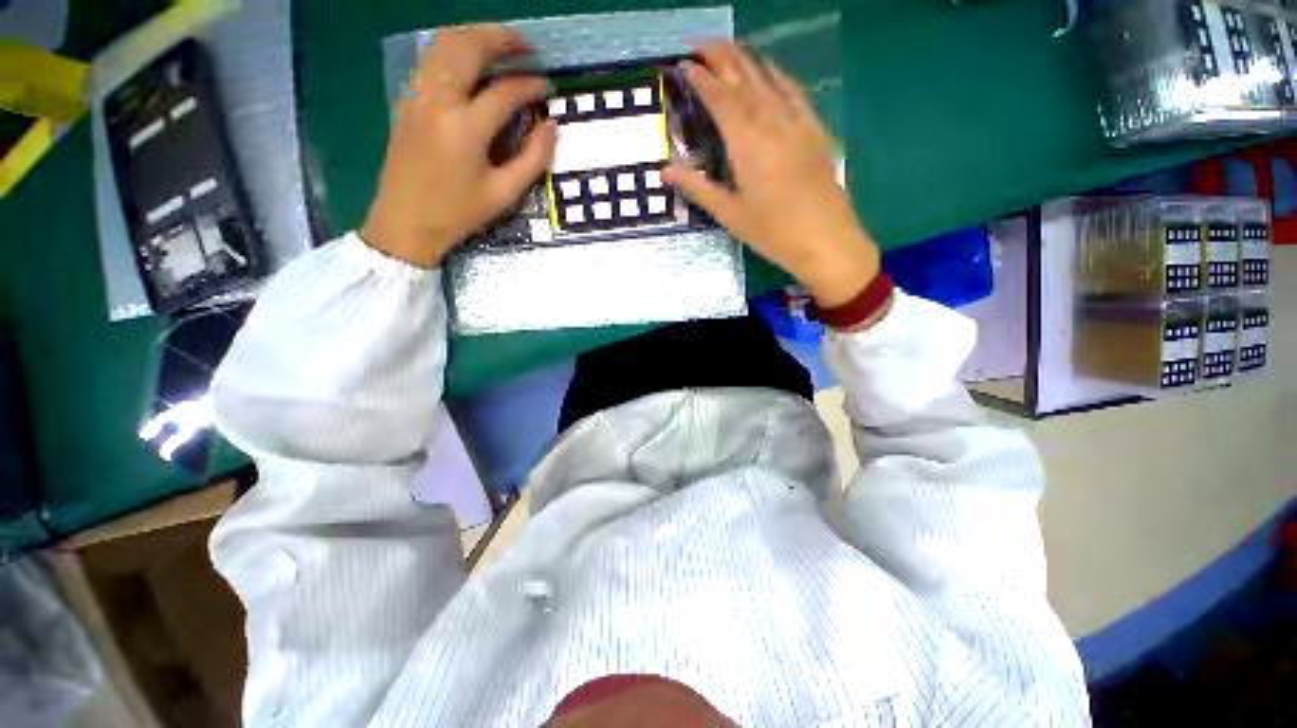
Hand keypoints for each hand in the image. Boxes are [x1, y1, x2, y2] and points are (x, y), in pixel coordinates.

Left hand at [361, 25, 557, 267]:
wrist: (405, 221)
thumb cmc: (459, 213)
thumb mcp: (504, 194)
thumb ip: (533, 159)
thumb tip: (552, 127)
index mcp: (466, 128)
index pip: (505, 91)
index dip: (531, 86)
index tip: (547, 89)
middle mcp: (438, 100)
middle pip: (468, 46)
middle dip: (501, 39)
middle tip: (526, 48)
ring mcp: (417, 95)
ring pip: (444, 44)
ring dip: (476, 37)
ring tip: (501, 47)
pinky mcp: (407, 99)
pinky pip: (431, 59)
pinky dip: (455, 50)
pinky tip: (471, 64)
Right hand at [662, 43, 880, 308]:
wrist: (825, 240)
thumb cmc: (772, 232)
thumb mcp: (729, 214)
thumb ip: (698, 187)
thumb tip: (665, 171)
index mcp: (747, 142)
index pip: (720, 97)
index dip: (701, 78)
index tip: (683, 65)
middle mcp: (771, 121)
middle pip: (743, 76)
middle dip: (720, 55)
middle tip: (698, 43)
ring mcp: (797, 122)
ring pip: (768, 77)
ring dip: (746, 58)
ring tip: (727, 48)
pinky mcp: (814, 130)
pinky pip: (793, 90)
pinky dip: (776, 74)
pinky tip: (769, 71)